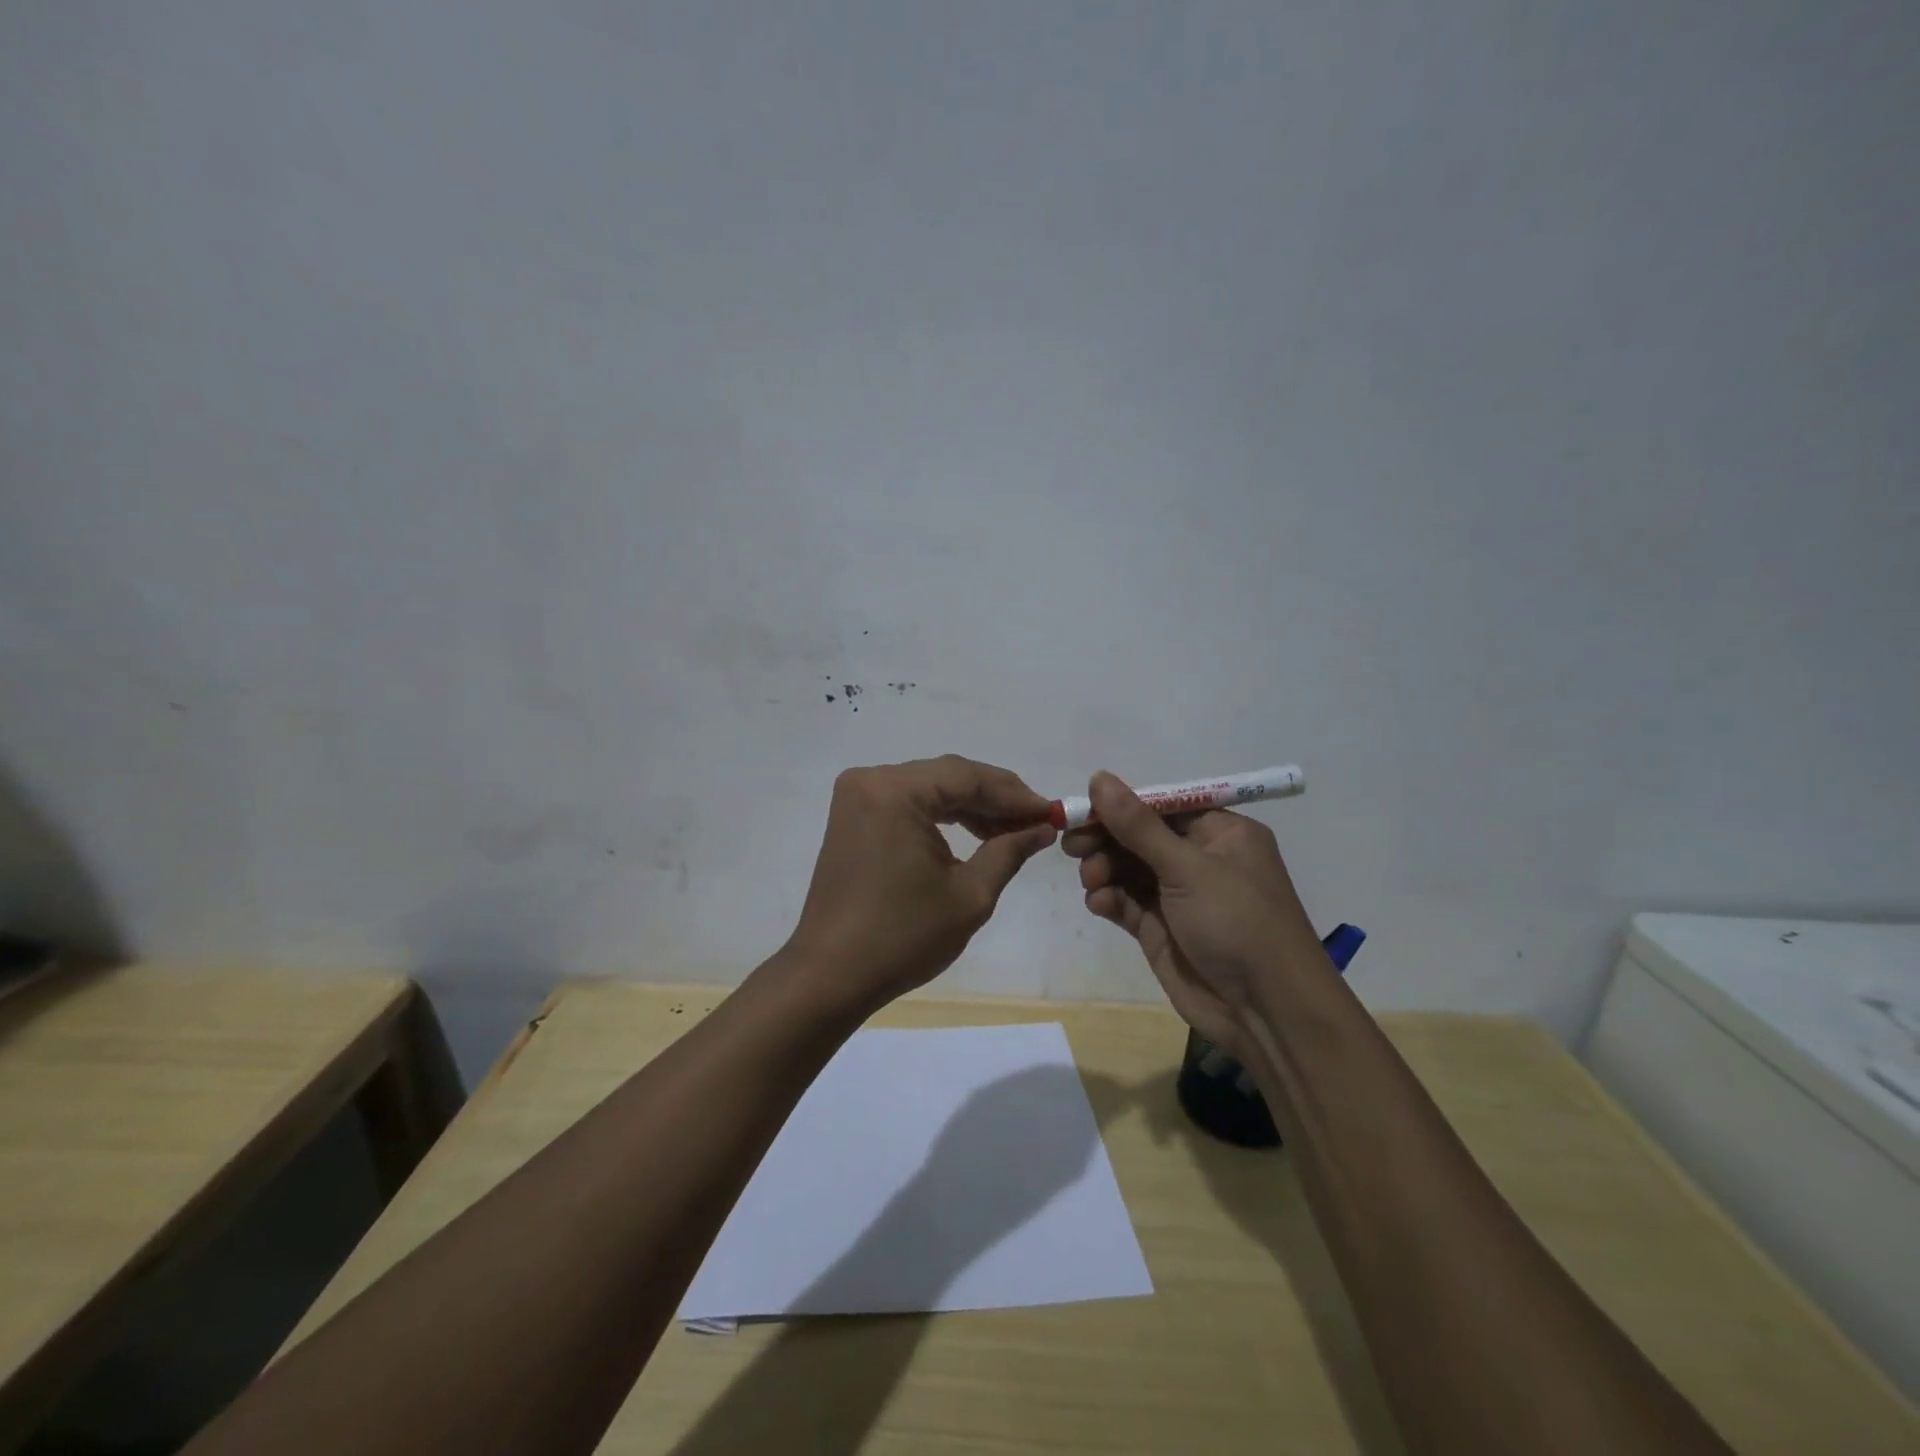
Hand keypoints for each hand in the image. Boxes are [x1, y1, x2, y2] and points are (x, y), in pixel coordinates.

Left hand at [782, 755, 1056, 1014]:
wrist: (831, 976)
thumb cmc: (902, 937)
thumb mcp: (970, 895)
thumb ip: (1009, 850)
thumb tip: (1042, 828)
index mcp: (895, 791)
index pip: (967, 777)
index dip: (1015, 794)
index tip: (1052, 812)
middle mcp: (871, 780)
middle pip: (948, 777)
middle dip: (995, 799)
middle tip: (1037, 822)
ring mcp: (858, 798)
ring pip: (930, 789)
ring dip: (971, 808)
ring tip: (1012, 832)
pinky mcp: (854, 818)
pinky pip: (908, 804)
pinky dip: (942, 817)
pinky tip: (975, 834)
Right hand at [1063, 771, 1322, 1058]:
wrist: (1266, 1012)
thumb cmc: (1237, 922)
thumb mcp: (1187, 867)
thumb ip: (1138, 825)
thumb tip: (1099, 777)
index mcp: (1220, 834)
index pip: (1161, 807)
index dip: (1121, 806)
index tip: (1083, 810)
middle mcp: (1200, 860)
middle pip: (1140, 837)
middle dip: (1106, 840)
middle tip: (1072, 846)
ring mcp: (1179, 897)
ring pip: (1128, 870)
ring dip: (1104, 870)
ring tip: (1092, 881)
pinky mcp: (1161, 930)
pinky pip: (1127, 904)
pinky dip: (1109, 899)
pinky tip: (1099, 903)